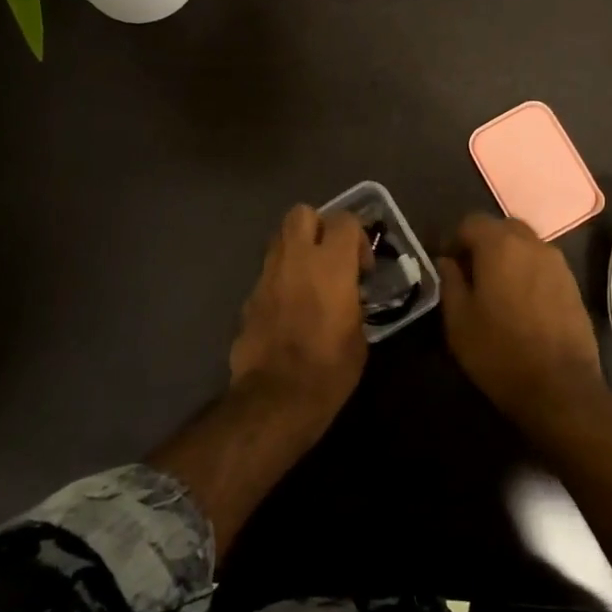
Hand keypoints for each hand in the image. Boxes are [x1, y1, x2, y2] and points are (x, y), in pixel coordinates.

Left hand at [230, 204, 369, 421]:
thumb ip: (354, 303)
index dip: (357, 237)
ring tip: (310, 279)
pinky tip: (290, 307)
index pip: (345, 220)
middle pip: (302, 213)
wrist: (276, 398)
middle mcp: (296, 259)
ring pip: (279, 239)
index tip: (362, 268)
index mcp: (331, 264)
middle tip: (330, 257)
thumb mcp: (359, 336)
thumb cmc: (329, 369)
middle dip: (318, 226)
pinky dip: (281, 279)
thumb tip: (349, 298)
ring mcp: (267, 275)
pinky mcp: (249, 297)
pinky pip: (268, 272)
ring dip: (297, 250)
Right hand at [438, 213, 602, 423]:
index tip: (448, 266)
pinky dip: (528, 272)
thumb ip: (450, 282)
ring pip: (525, 245)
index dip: (455, 240)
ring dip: (508, 257)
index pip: (471, 222)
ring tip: (496, 291)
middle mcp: (532, 244)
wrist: (561, 388)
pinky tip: (521, 303)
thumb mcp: (459, 321)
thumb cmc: (500, 352)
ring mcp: (558, 263)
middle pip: (502, 228)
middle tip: (471, 276)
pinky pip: (543, 264)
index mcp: (500, 245)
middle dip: (483, 244)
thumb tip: (447, 261)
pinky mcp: (573, 283)